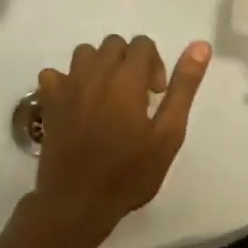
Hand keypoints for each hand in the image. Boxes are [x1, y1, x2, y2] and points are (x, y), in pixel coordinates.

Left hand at [29, 35, 211, 247]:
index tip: (156, 95)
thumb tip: (200, 46)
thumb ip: (184, 87)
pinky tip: (77, 103)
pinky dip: (67, 80)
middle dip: (129, 62)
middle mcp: (95, 73)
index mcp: (126, 79)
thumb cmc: (129, 173)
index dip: (155, 65)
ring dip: (100, 66)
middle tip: (135, 98)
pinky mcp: (47, 102)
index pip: (142, 44)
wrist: (78, 203)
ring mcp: (67, 86)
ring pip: (85, 53)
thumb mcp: (168, 134)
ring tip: (107, 97)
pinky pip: (54, 74)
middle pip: (114, 44)